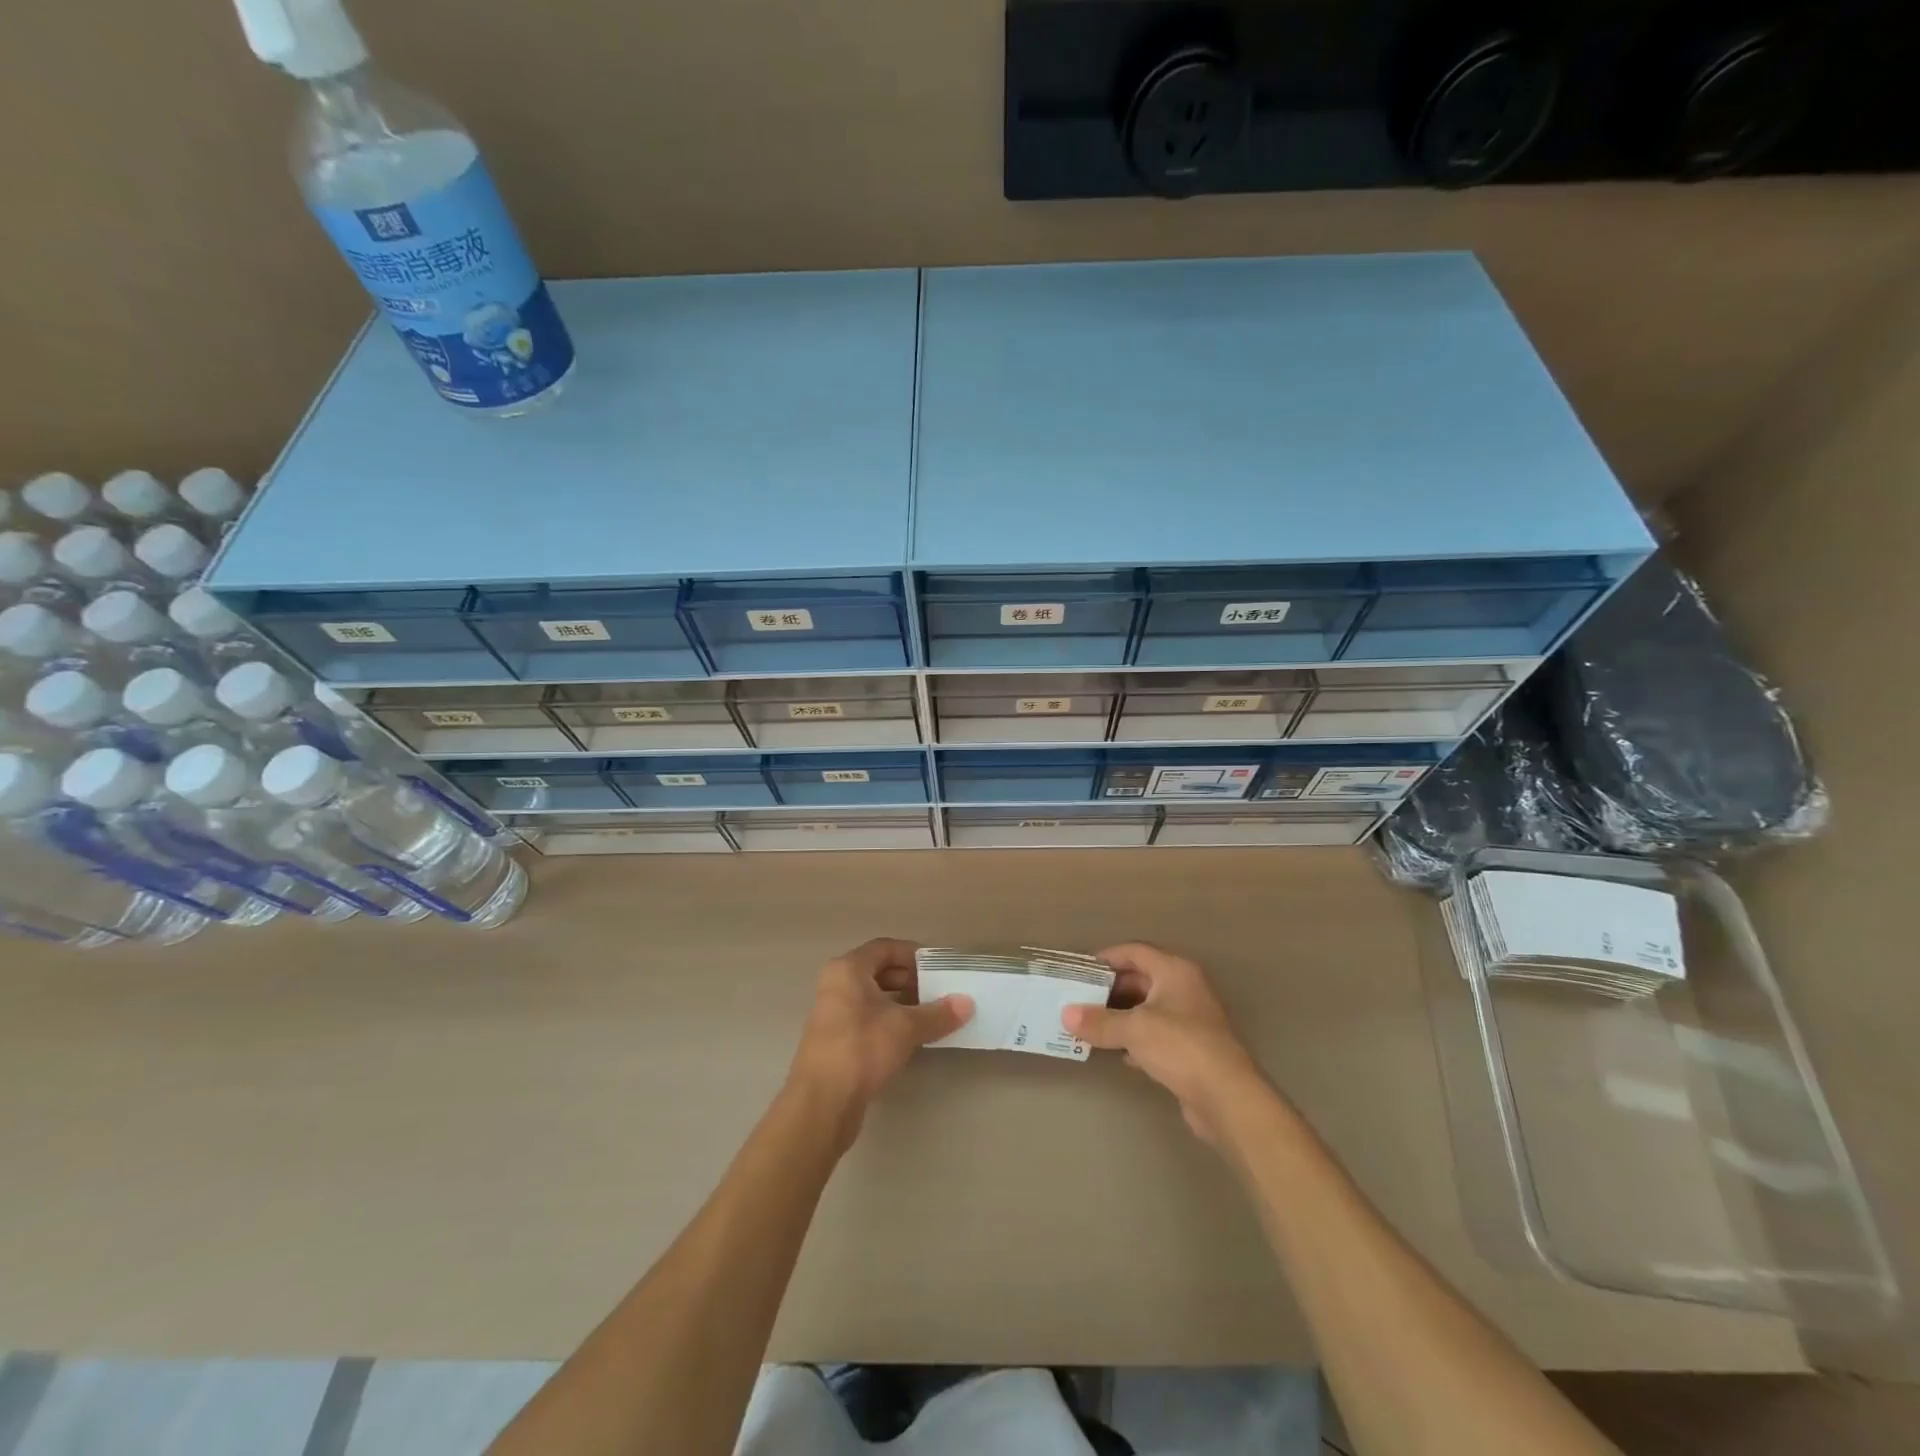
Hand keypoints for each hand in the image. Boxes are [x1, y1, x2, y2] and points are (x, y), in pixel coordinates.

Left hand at [785, 938, 972, 1142]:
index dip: (913, 954)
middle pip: (879, 971)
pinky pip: (867, 1019)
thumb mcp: (905, 1028)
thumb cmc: (862, 1049)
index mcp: (847, 970)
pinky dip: (889, 1022)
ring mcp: (832, 1014)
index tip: (939, 968)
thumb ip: (938, 1013)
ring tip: (931, 1015)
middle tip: (939, 992)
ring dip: (902, 1003)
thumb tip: (968, 1003)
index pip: (885, 948)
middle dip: (911, 980)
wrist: (822, 1104)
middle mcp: (836, 985)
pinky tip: (911, 1038)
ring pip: (873, 997)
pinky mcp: (835, 1041)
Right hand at [1064, 942, 1269, 1146]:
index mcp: (1175, 971)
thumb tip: (1066, 1015)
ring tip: (1089, 1025)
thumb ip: (1099, 1021)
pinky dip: (1135, 1039)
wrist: (1227, 1097)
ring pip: (1148, 1009)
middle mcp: (1185, 989)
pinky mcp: (1191, 1049)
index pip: (1135, 951)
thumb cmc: (1180, 1046)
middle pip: (1141, 979)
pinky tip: (1116, 1052)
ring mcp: (1191, 1020)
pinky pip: (1156, 1035)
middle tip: (1079, 999)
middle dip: (1110, 990)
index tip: (1081, 969)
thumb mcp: (1134, 1029)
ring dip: (1121, 1016)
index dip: (1108, 957)